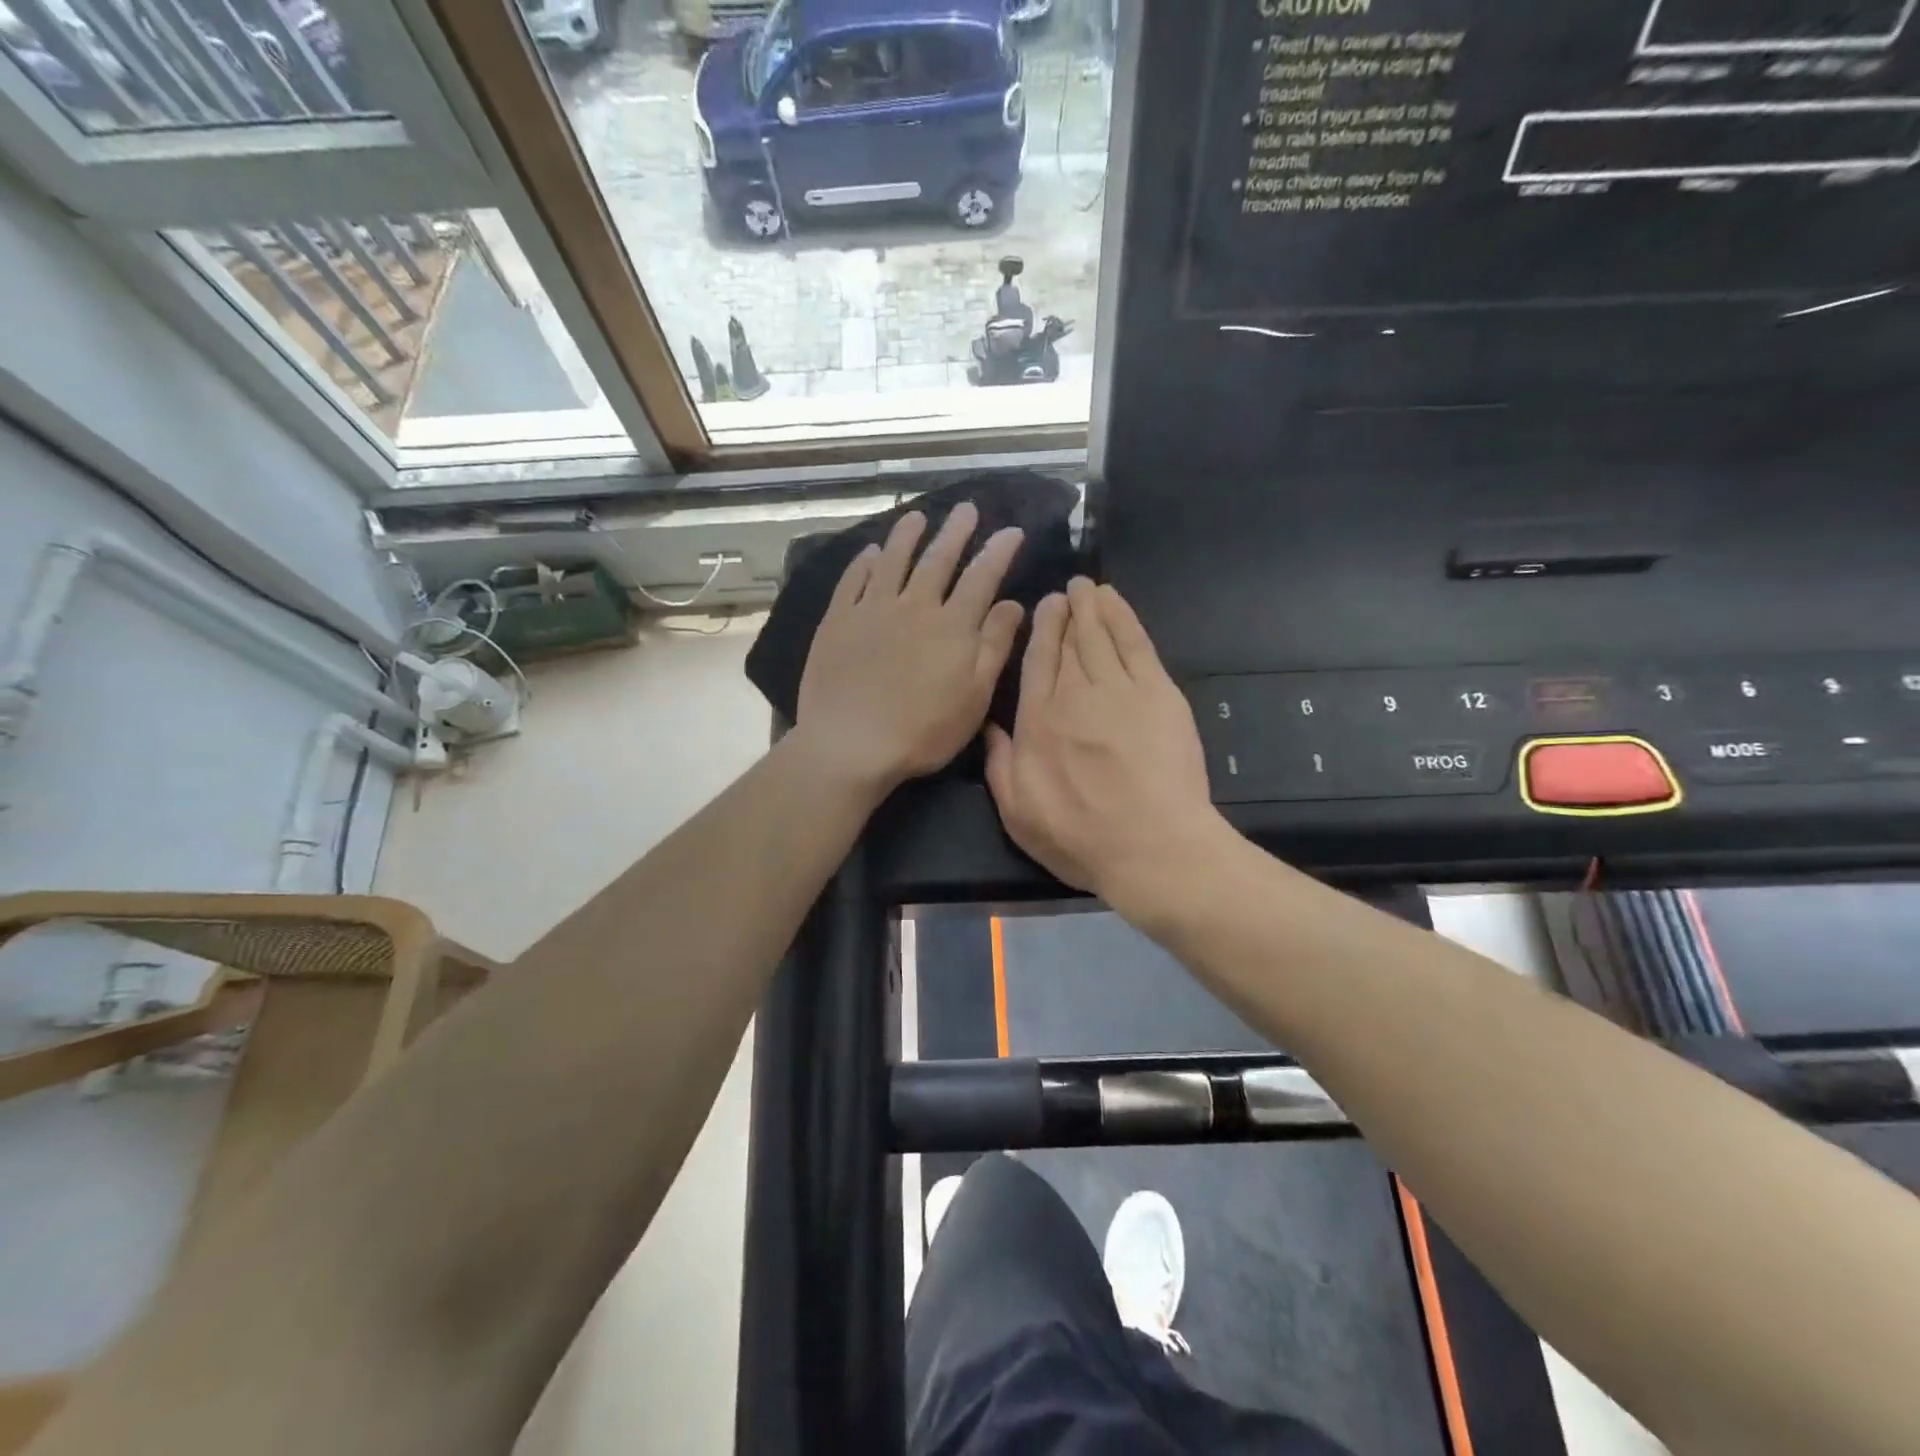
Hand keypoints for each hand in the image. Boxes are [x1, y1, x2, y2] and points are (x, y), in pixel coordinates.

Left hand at [793, 504, 1025, 793]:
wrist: (850, 744)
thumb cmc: (923, 731)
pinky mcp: (838, 621)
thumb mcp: (974, 696)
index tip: (1011, 530)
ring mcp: (871, 610)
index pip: (981, 577)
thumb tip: (1013, 603)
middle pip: (938, 560)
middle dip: (955, 532)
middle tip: (965, 508)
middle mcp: (914, 606)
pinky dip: (863, 563)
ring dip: (907, 536)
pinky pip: (852, 581)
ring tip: (916, 516)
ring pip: (893, 561)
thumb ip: (995, 646)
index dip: (998, 552)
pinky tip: (869, 553)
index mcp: (952, 625)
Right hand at [985, 579, 1228, 920]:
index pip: (1036, 662)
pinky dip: (1124, 617)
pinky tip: (1116, 602)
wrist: (1152, 848)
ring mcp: (1119, 690)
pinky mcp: (1159, 693)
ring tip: (1088, 587)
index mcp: (1037, 722)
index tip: (1042, 607)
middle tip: (1066, 591)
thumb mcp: (1017, 815)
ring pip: (1100, 635)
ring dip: (1093, 606)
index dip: (1040, 630)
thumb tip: (987, 726)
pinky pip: (1136, 643)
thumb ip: (999, 766)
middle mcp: (1074, 696)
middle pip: (1067, 642)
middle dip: (1065, 612)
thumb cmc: (1081, 839)